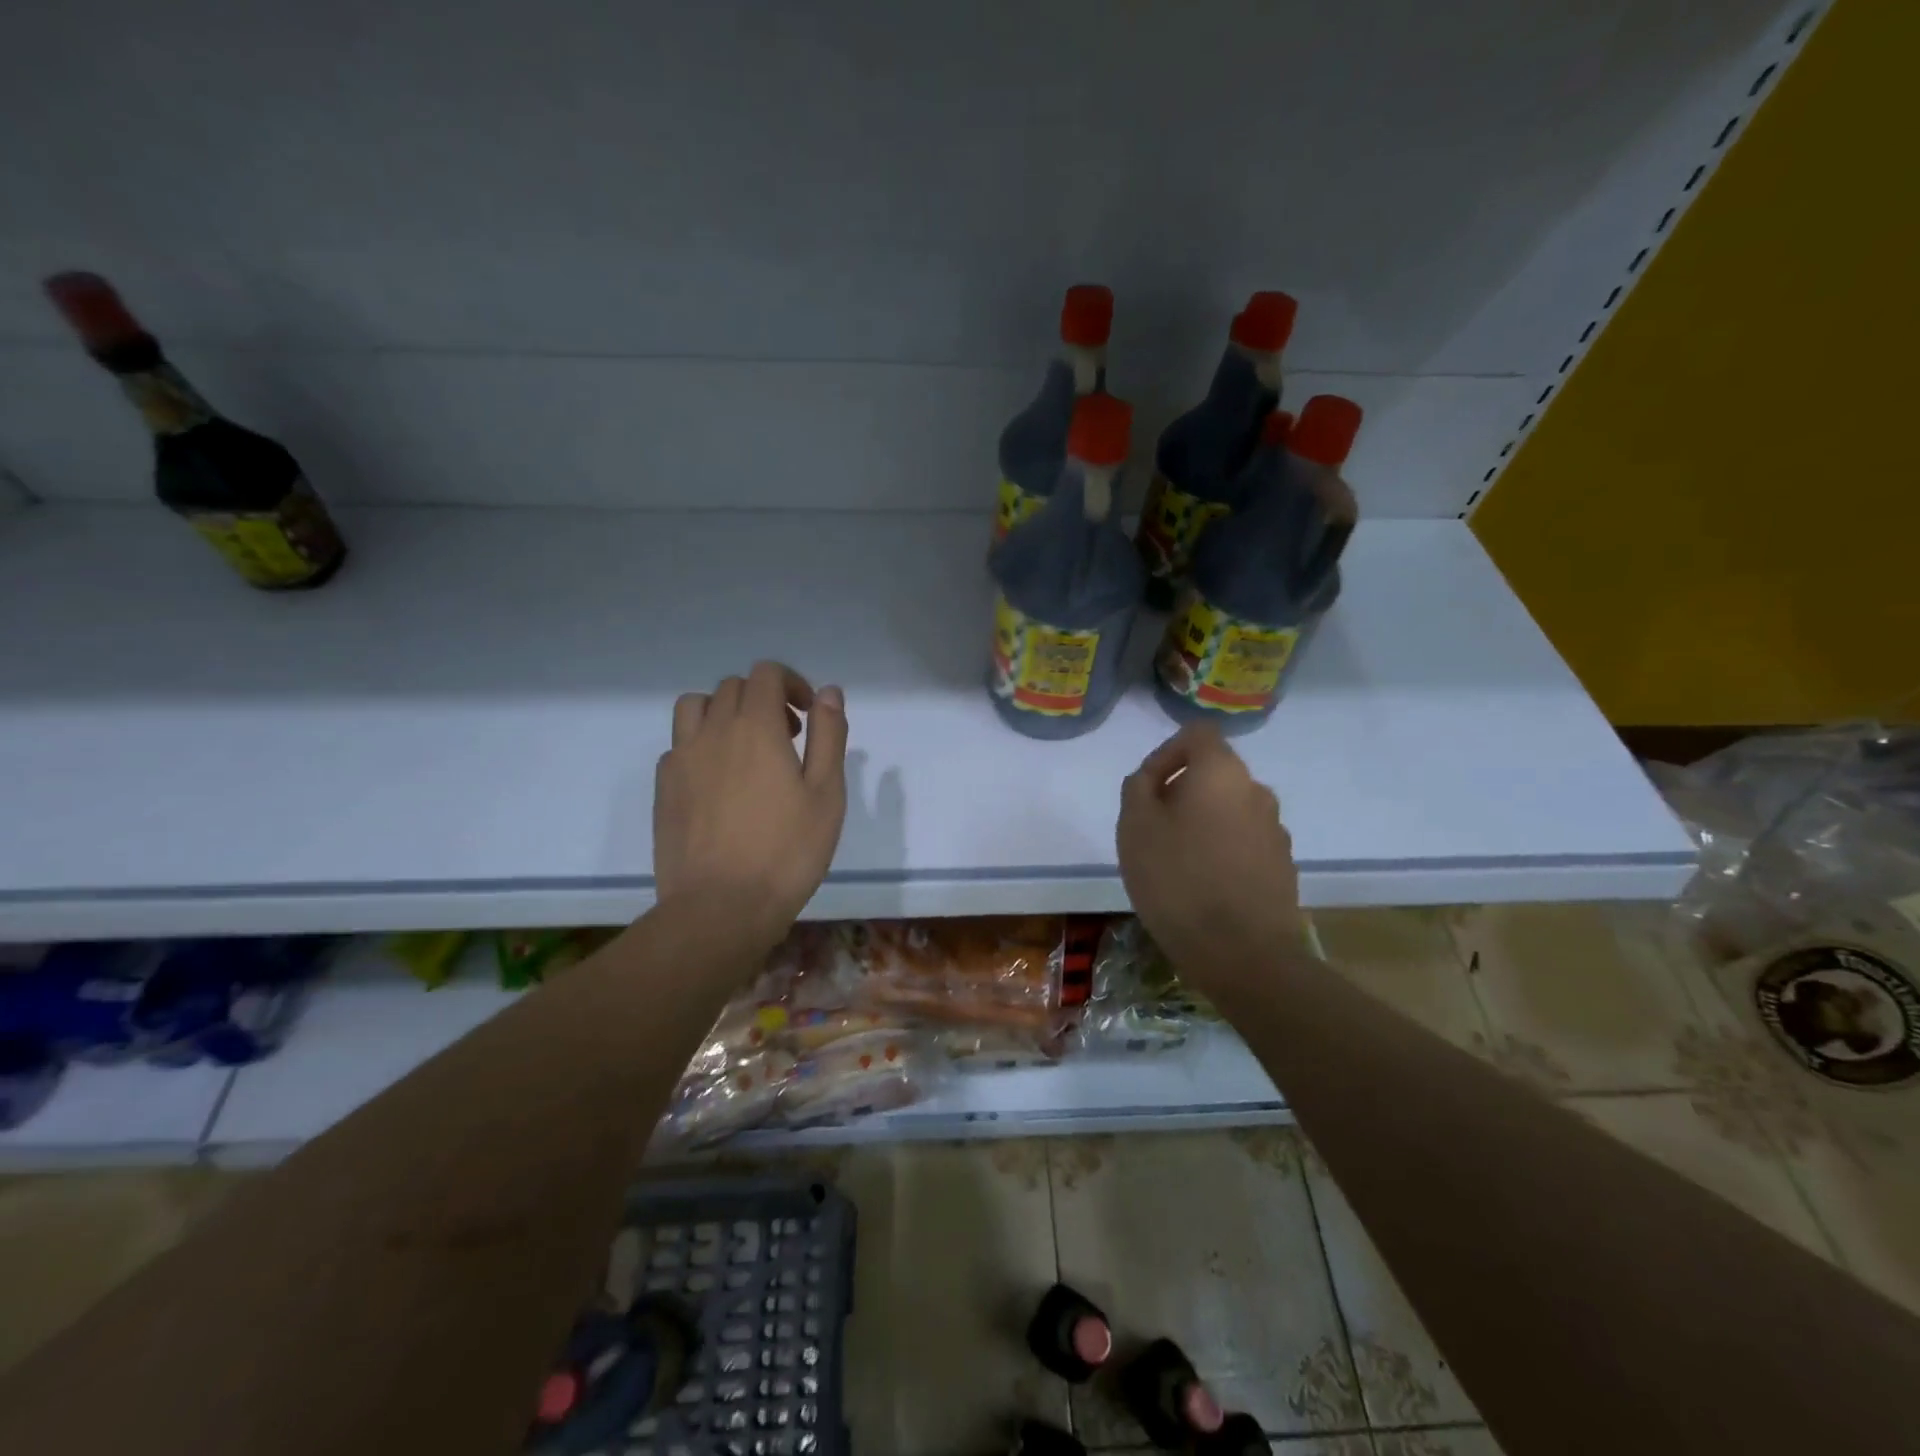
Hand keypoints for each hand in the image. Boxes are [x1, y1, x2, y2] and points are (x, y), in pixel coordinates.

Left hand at [654, 661, 847, 948]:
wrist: (720, 907)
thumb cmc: (786, 851)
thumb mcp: (826, 794)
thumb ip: (829, 736)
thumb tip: (828, 693)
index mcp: (755, 727)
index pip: (766, 674)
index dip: (791, 683)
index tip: (809, 715)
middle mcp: (712, 731)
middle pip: (733, 687)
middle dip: (764, 699)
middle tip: (788, 738)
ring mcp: (681, 759)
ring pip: (695, 707)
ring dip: (724, 713)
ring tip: (745, 748)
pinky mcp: (663, 788)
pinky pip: (679, 744)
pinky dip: (701, 745)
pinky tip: (719, 782)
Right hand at [1116, 723, 1308, 993]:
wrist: (1243, 954)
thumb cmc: (1178, 880)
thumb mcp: (1134, 827)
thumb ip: (1137, 788)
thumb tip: (1151, 779)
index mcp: (1222, 772)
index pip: (1197, 734)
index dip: (1166, 752)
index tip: (1146, 789)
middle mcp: (1256, 792)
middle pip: (1213, 773)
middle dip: (1180, 792)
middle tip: (1152, 830)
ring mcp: (1275, 831)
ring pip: (1229, 810)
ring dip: (1202, 823)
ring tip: (1175, 862)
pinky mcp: (1282, 867)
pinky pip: (1244, 843)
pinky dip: (1221, 851)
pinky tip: (1203, 886)